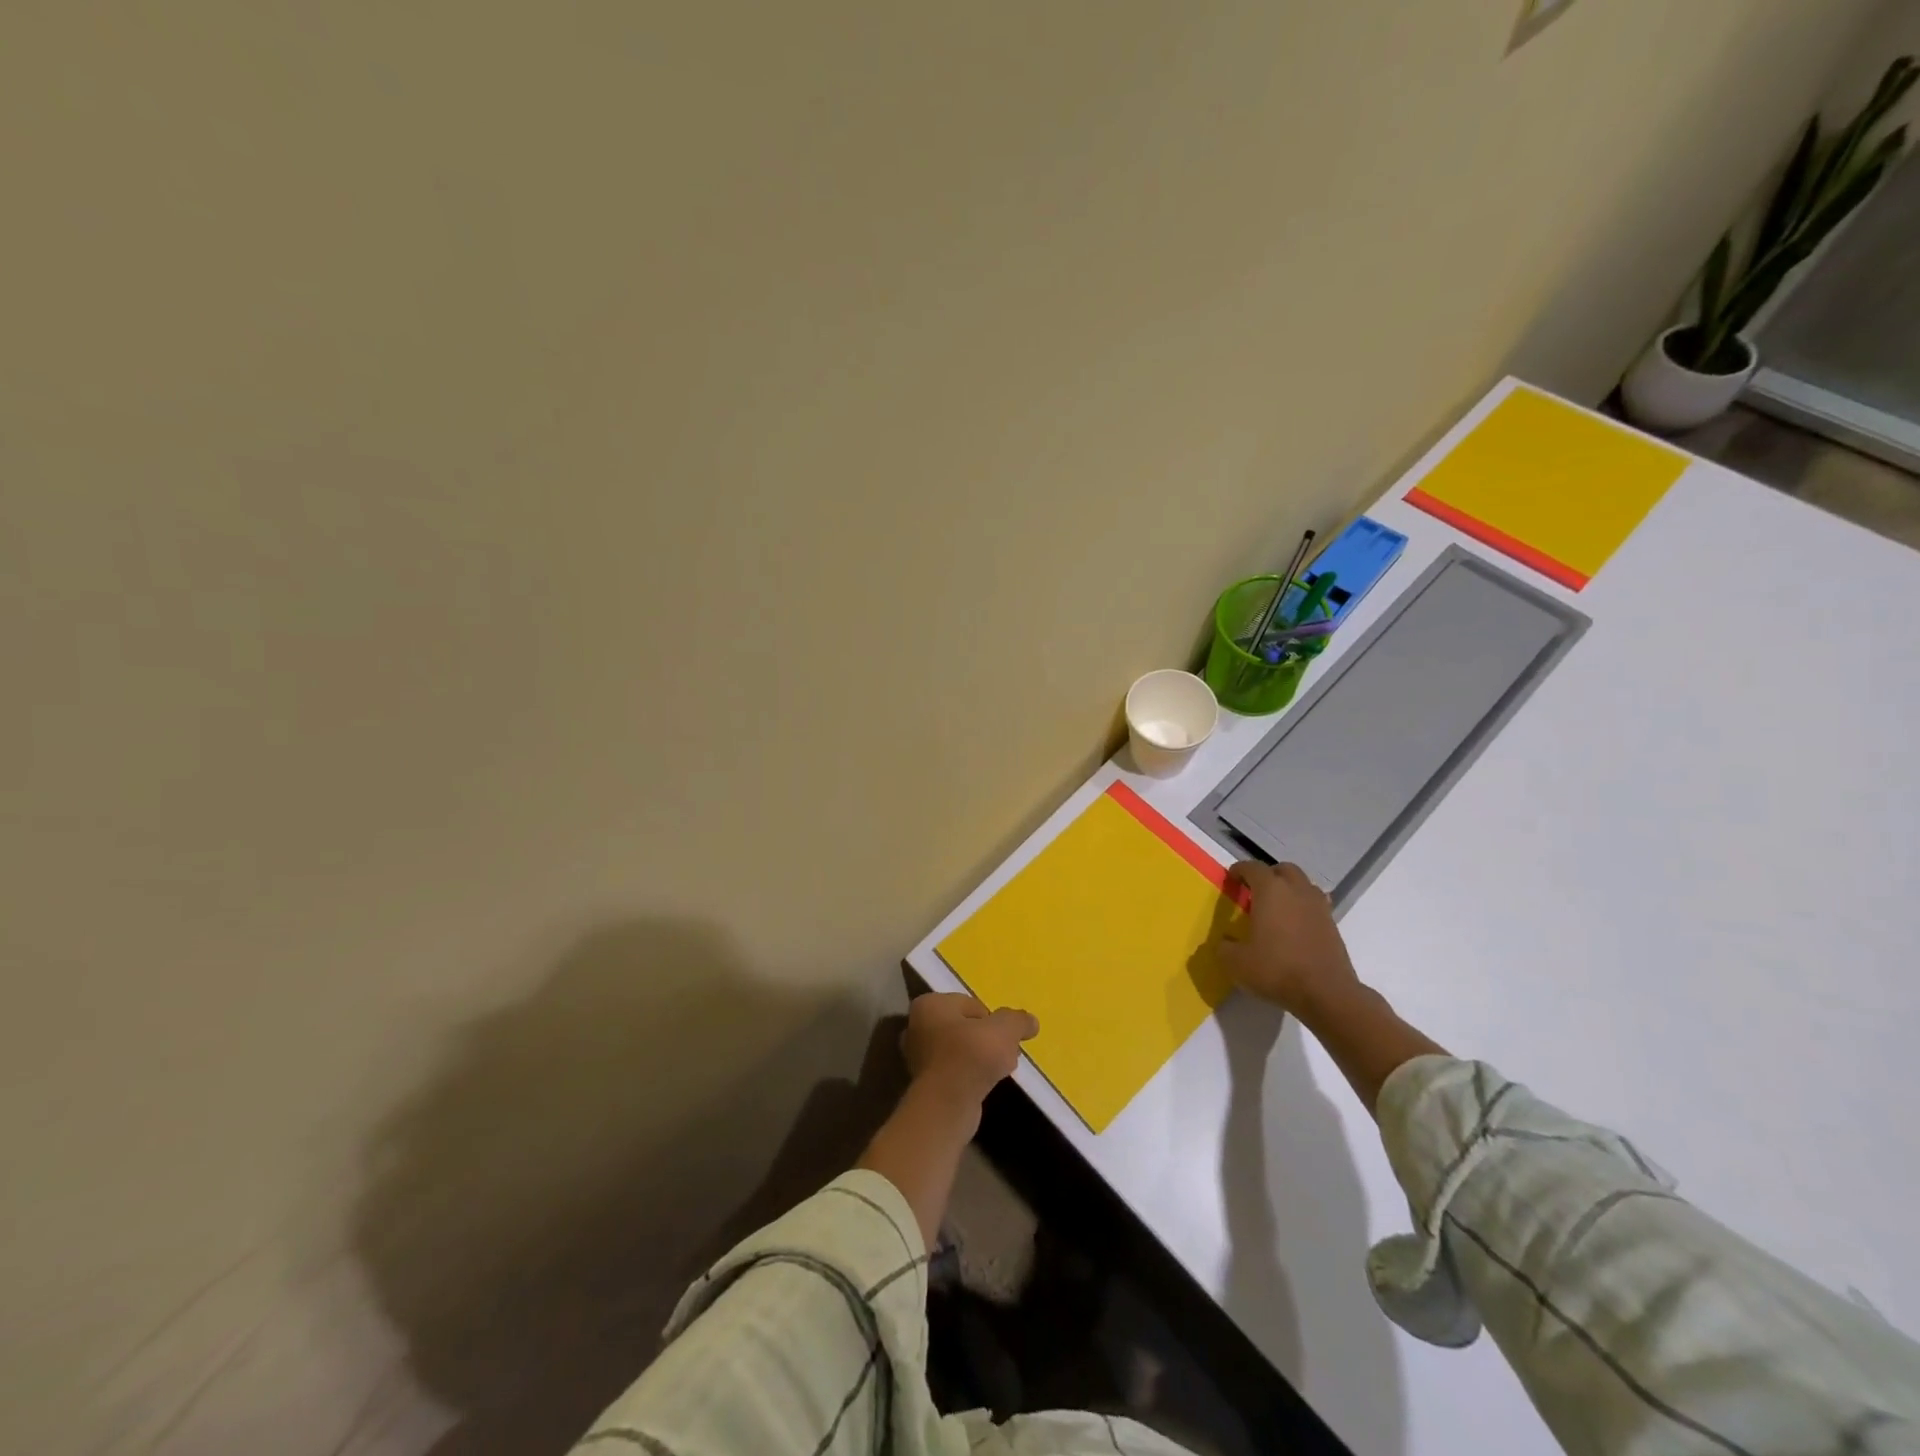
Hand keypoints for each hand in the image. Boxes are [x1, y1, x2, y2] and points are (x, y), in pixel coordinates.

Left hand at [901, 992, 1038, 1105]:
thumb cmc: (971, 1055)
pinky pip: (955, 1072)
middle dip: (987, 1039)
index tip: (1005, 1036)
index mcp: (929, 1005)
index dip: (992, 1019)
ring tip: (999, 1070)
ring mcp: (918, 1057)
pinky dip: (970, 1076)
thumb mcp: (1004, 1029)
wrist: (947, 1105)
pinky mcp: (924, 1084)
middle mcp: (916, 1027)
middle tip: (1005, 1052)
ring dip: (981, 1059)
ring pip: (960, 1050)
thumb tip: (1031, 1021)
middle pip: (965, 1027)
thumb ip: (1017, 1021)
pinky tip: (985, 1086)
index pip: (969, 1004)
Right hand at [1219, 861, 1361, 1015]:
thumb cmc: (1276, 969)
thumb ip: (1225, 947)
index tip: (1231, 879)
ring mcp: (1318, 907)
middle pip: (1283, 869)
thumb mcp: (1236, 962)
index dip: (1239, 870)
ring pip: (1303, 885)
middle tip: (1255, 891)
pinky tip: (1294, 927)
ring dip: (1289, 889)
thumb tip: (1225, 942)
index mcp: (1270, 890)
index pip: (1252, 868)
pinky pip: (1315, 905)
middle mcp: (1296, 891)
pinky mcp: (1333, 925)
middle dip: (1268, 875)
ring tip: (1277, 908)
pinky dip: (1303, 908)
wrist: (1326, 993)